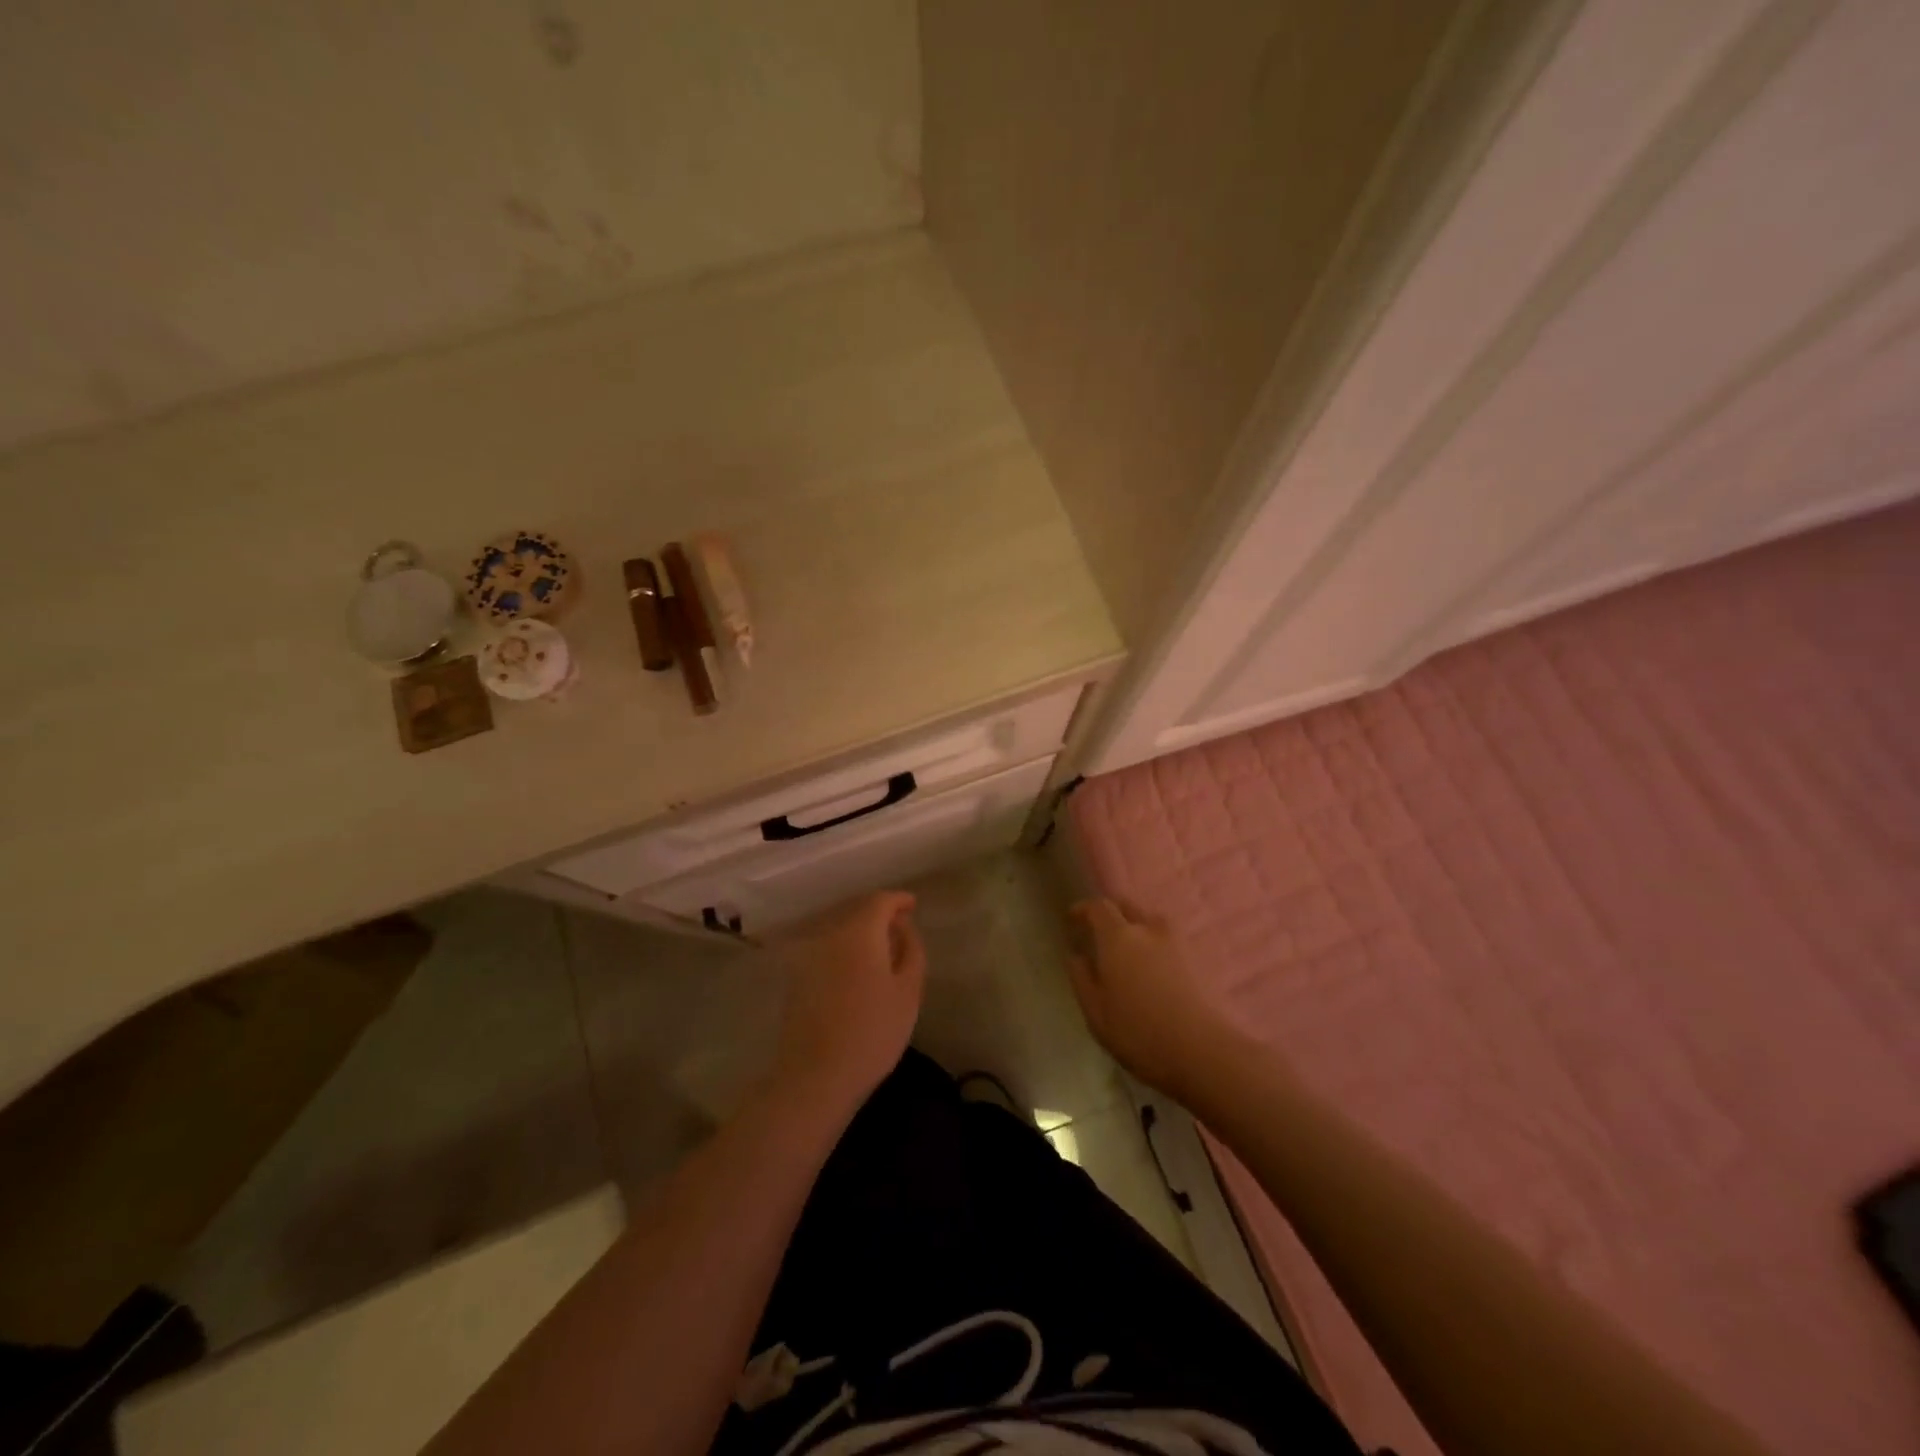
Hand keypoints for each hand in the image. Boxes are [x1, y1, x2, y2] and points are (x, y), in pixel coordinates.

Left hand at [770, 891, 925, 1118]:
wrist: (816, 1076)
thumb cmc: (873, 1032)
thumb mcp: (908, 991)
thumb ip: (911, 950)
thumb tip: (903, 927)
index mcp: (859, 932)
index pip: (880, 901)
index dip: (898, 900)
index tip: (913, 906)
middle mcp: (830, 935)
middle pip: (857, 912)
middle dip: (880, 915)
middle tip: (900, 928)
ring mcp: (808, 956)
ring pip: (840, 931)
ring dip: (861, 933)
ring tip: (882, 951)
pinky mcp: (797, 978)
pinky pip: (827, 950)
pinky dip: (845, 950)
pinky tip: (858, 972)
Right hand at [1067, 899, 1237, 1096]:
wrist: (1204, 1052)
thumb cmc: (1139, 1034)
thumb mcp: (1097, 1013)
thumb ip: (1082, 979)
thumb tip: (1076, 956)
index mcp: (1118, 938)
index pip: (1099, 907)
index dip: (1084, 909)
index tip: (1072, 918)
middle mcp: (1148, 929)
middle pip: (1127, 906)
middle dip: (1111, 914)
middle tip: (1099, 932)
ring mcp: (1178, 942)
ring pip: (1151, 922)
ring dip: (1136, 928)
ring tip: (1128, 951)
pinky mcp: (1198, 959)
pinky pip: (1169, 940)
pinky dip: (1155, 944)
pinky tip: (1152, 968)